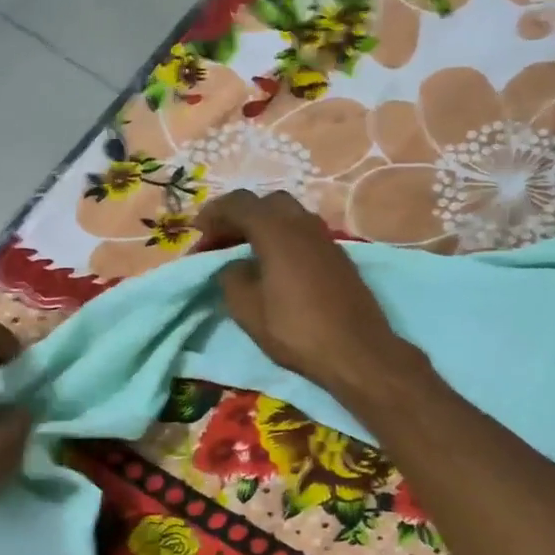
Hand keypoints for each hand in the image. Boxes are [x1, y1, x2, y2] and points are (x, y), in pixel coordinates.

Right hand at [195, 191, 411, 398]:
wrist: (357, 350)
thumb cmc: (296, 330)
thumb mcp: (247, 309)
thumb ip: (231, 277)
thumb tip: (233, 266)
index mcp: (277, 230)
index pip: (239, 203)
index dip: (213, 214)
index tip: (197, 235)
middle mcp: (303, 224)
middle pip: (266, 203)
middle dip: (240, 216)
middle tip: (222, 241)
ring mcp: (326, 238)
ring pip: (289, 216)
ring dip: (264, 227)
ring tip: (246, 253)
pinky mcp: (339, 256)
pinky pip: (304, 234)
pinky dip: (284, 239)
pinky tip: (276, 266)